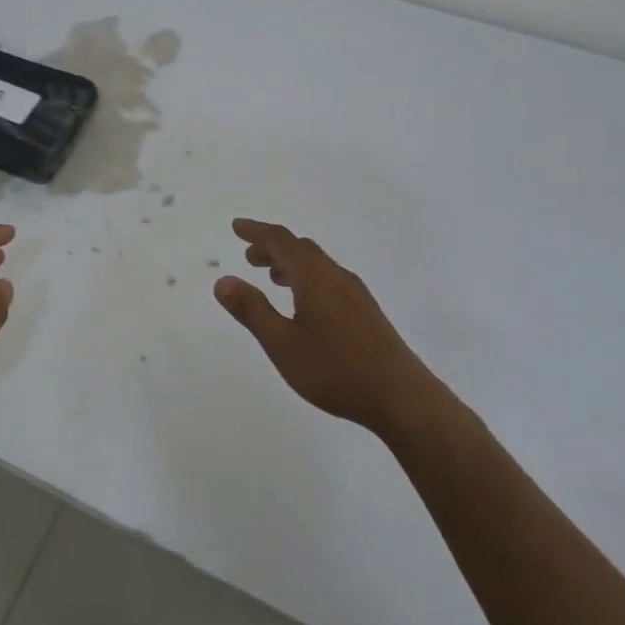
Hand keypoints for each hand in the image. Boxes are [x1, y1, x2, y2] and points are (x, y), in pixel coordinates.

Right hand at [214, 218, 435, 436]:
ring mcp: (356, 294)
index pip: (281, 241)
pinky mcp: (366, 312)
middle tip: (249, 257)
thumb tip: (223, 280)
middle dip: (273, 247)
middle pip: (301, 248)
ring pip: (318, 264)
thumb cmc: (336, 369)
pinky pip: (330, 279)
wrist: (401, 397)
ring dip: (291, 263)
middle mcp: (336, 277)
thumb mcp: (283, 344)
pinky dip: (308, 278)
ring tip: (273, 278)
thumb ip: (252, 311)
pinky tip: (305, 304)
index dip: (256, 232)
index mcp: (314, 278)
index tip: (236, 227)